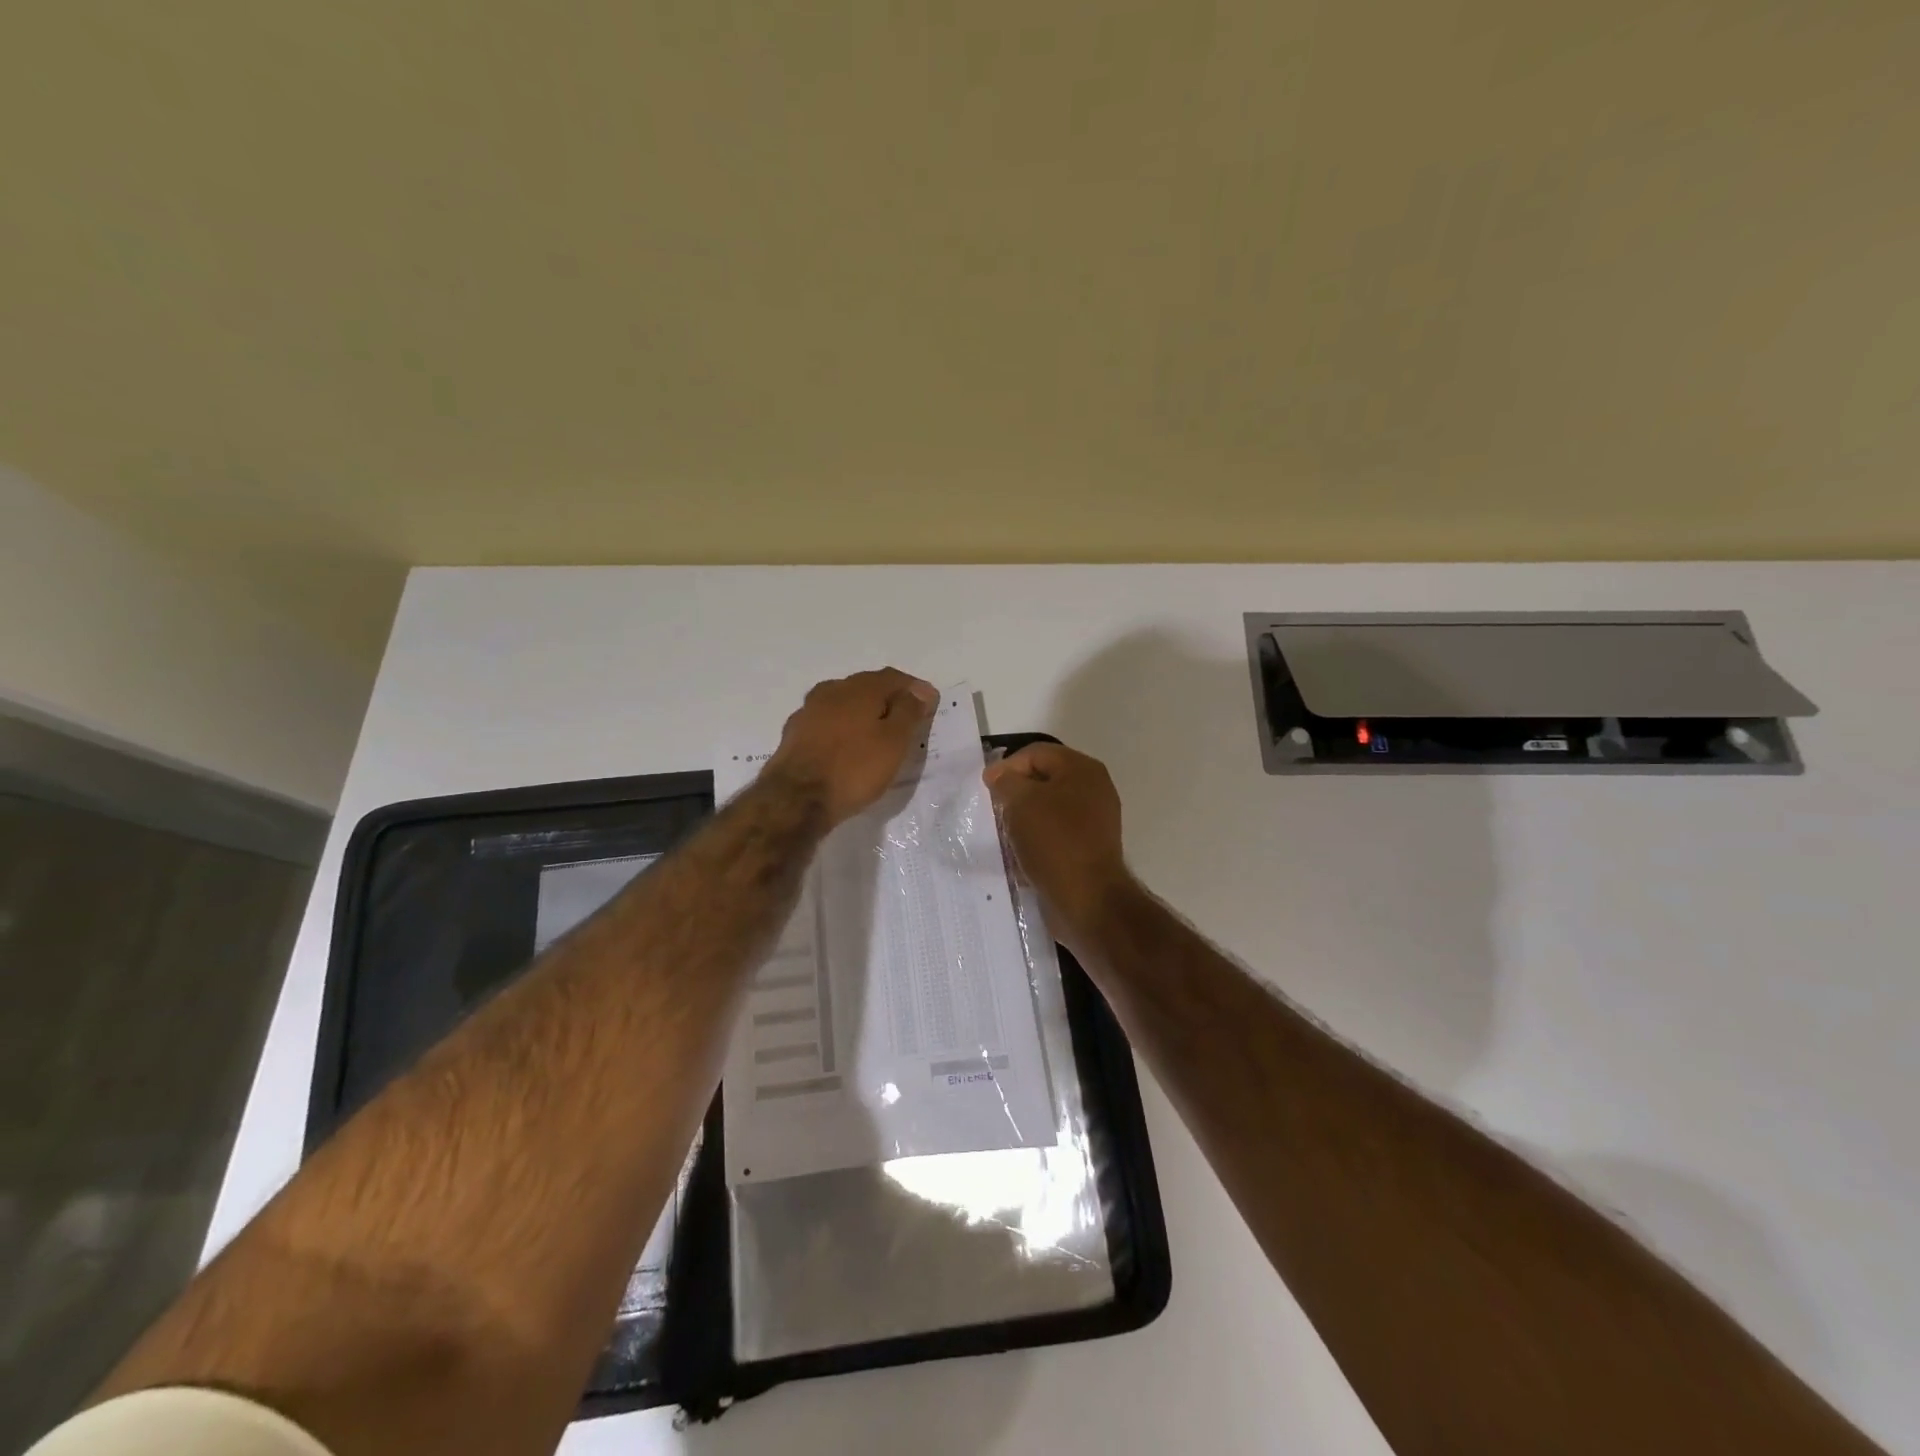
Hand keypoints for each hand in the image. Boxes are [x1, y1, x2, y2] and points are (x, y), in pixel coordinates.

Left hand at [764, 668, 939, 827]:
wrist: (796, 800)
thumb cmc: (854, 769)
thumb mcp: (894, 741)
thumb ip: (909, 711)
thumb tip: (919, 689)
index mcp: (859, 688)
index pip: (894, 678)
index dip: (915, 689)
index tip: (930, 705)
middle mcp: (831, 691)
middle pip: (866, 687)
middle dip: (888, 698)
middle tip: (906, 719)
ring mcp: (808, 712)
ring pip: (844, 704)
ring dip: (863, 714)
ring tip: (877, 734)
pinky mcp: (794, 735)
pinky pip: (827, 724)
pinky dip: (843, 729)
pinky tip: (847, 746)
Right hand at [985, 742, 1134, 943]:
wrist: (1087, 900)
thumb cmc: (1054, 841)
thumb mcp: (1021, 802)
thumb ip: (1006, 781)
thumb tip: (1000, 776)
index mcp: (1082, 769)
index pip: (1036, 753)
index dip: (1007, 767)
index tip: (986, 790)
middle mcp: (1093, 789)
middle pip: (1043, 780)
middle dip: (1015, 794)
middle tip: (994, 811)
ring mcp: (1094, 820)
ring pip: (1048, 809)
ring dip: (1024, 819)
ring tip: (1005, 834)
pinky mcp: (1089, 848)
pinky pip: (1055, 834)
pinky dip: (1036, 839)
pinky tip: (1021, 854)